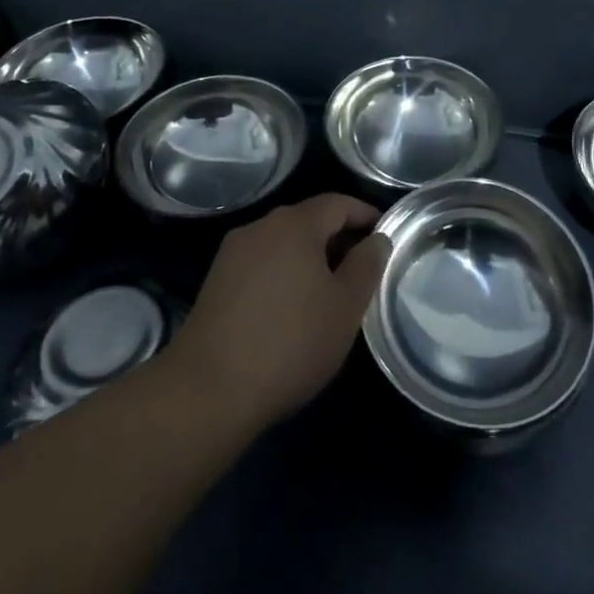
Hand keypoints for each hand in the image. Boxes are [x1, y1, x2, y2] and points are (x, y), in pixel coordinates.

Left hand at [164, 193, 390, 432]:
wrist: (208, 391)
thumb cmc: (290, 343)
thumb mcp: (345, 307)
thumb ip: (366, 266)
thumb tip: (378, 239)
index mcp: (295, 224)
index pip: (338, 203)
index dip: (365, 215)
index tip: (386, 235)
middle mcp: (262, 226)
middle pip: (308, 220)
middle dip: (338, 238)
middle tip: (362, 268)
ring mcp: (234, 252)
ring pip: (283, 243)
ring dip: (309, 258)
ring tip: (329, 291)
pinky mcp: (216, 281)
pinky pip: (262, 263)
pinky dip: (284, 273)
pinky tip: (291, 307)